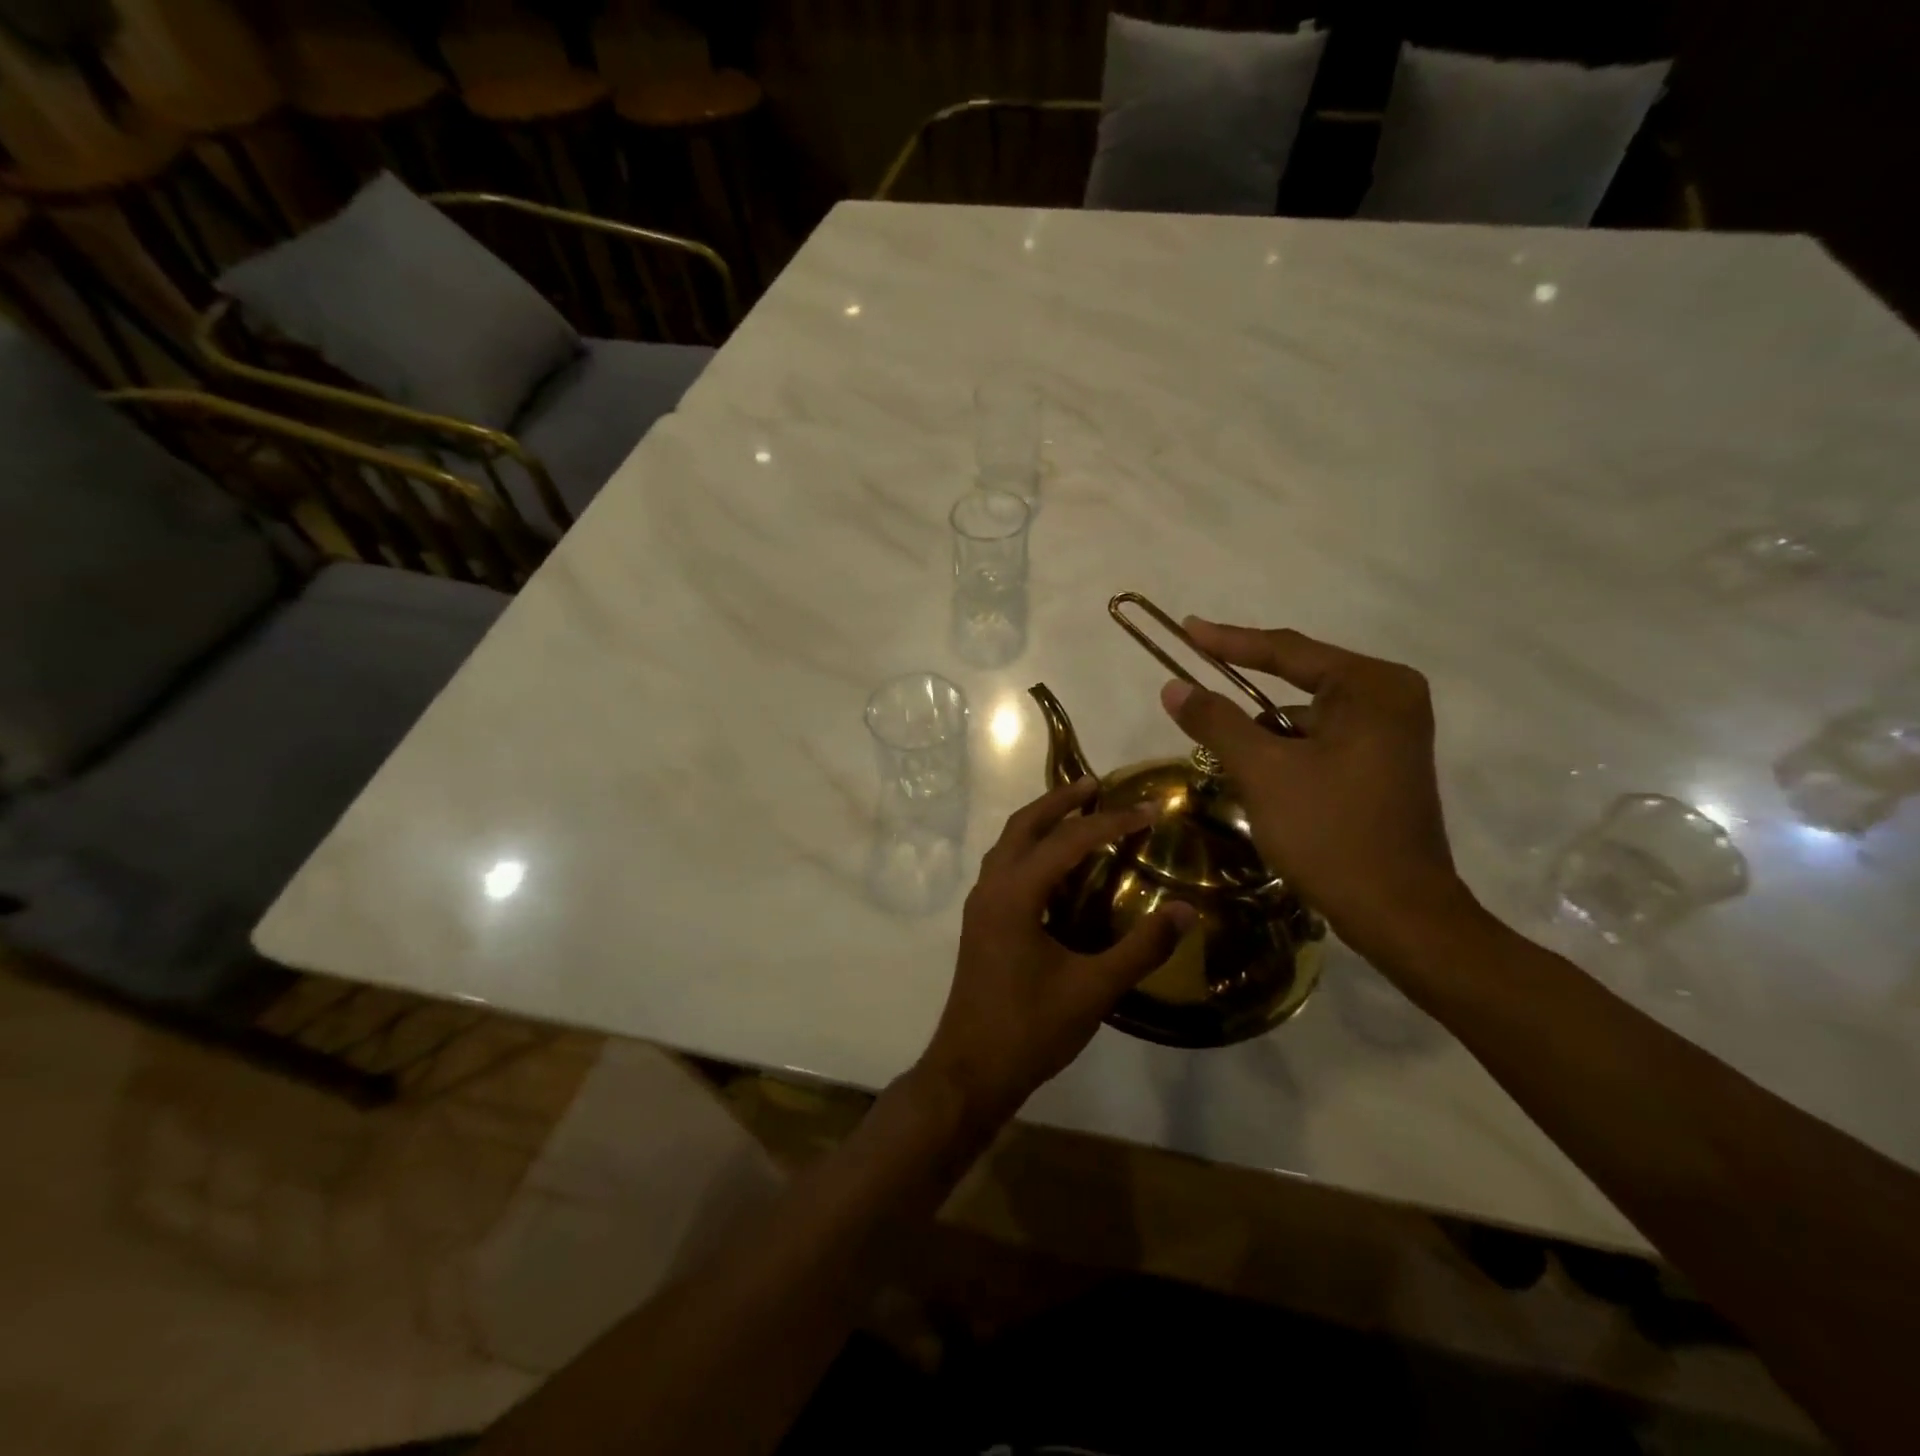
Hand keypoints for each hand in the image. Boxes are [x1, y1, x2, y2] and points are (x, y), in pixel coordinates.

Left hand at [919, 778, 1194, 1125]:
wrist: (971, 1070)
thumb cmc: (1031, 1029)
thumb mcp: (1094, 989)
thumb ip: (1141, 948)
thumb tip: (1185, 911)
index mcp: (1015, 894)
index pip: (1068, 841)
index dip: (1111, 823)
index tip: (1148, 811)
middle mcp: (991, 887)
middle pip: (1023, 825)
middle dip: (1060, 801)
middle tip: (1096, 784)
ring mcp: (980, 904)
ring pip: (1008, 843)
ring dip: (1040, 821)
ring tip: (1077, 813)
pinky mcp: (980, 922)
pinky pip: (1004, 865)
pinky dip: (1030, 848)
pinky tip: (1055, 865)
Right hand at [1160, 620, 1471, 966]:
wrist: (1399, 914)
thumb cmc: (1331, 833)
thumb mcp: (1263, 772)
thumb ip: (1216, 721)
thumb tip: (1173, 686)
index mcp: (1371, 687)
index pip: (1287, 651)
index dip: (1229, 641)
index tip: (1187, 628)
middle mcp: (1391, 698)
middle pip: (1298, 682)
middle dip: (1245, 699)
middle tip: (1196, 696)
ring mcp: (1393, 732)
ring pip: (1306, 718)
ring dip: (1265, 736)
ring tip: (1230, 763)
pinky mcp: (1386, 764)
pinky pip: (1322, 741)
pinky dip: (1288, 754)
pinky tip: (1264, 783)